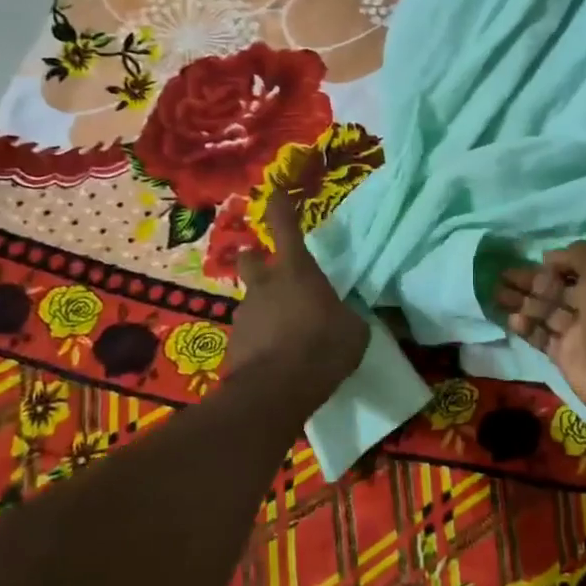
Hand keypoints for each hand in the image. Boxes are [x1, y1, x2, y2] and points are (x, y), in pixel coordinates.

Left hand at [226, 206, 367, 404]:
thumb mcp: (353, 332)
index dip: (280, 208)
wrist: (274, 392)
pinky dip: (259, 341)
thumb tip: (347, 319)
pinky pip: (249, 334)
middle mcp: (264, 285)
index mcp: (296, 271)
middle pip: (250, 259)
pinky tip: (275, 361)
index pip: (285, 227)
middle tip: (270, 272)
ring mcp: (244, 314)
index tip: (275, 194)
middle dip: (255, 259)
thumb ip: (347, 317)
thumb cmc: (321, 348)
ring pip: (250, 300)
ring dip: (263, 309)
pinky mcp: (233, 344)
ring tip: (283, 334)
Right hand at [494, 241, 585, 431]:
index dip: (548, 266)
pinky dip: (526, 327)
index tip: (525, 261)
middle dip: (527, 282)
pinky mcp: (563, 354)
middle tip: (499, 277)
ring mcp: (575, 332)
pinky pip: (540, 336)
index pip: (570, 269)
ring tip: (496, 295)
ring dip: (521, 302)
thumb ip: (576, 255)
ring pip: (543, 312)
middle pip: (553, 290)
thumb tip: (548, 257)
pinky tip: (511, 320)